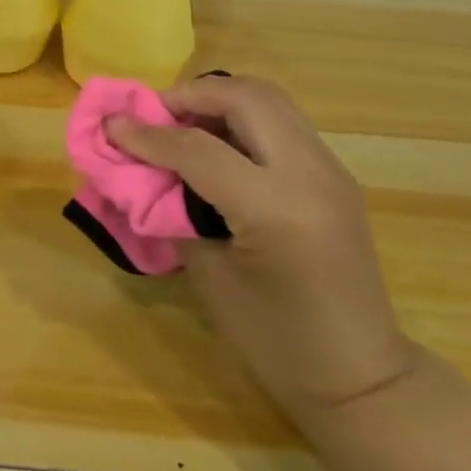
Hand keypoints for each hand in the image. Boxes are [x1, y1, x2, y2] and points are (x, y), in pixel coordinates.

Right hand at [105, 75, 418, 424]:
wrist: (360, 376)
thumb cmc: (275, 341)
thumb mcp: (210, 276)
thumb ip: (175, 210)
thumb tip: (143, 169)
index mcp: (276, 209)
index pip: (198, 148)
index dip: (146, 134)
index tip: (110, 125)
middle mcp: (310, 175)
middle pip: (244, 97)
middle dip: (189, 95)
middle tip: (151, 115)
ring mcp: (330, 170)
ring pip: (268, 98)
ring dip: (217, 100)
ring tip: (180, 124)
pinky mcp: (334, 175)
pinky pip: (282, 122)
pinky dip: (241, 118)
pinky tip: (215, 146)